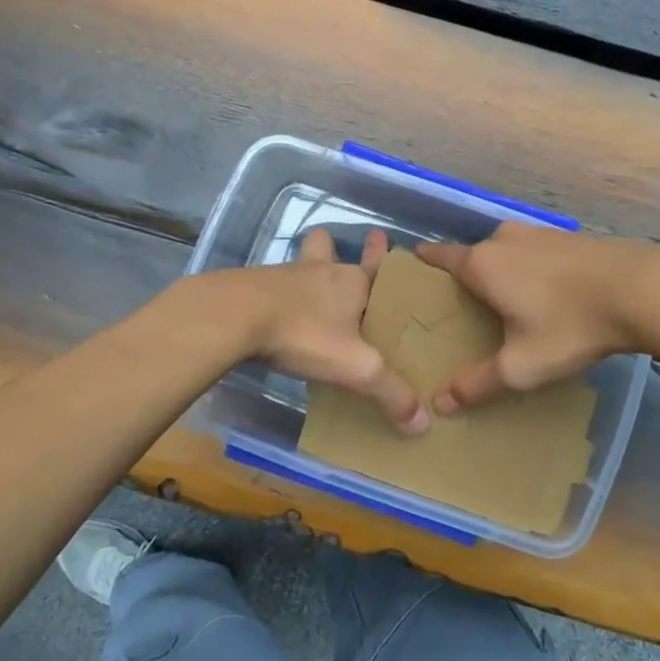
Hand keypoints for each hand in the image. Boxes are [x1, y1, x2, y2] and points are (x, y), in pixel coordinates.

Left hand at [243, 227, 427, 433]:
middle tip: (334, 248)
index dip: (380, 253)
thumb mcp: (355, 368)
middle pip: (327, 247)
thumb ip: (390, 393)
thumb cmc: (305, 333)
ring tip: (305, 285)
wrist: (235, 316)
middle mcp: (321, 272)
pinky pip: (273, 285)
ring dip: (305, 270)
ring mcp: (284, 276)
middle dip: (333, 246)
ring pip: (300, 264)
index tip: (382, 237)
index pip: (375, 265)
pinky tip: (275, 313)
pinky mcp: (254, 288)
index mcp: (352, 282)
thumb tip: (423, 423)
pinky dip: (278, 294)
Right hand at [414, 224, 659, 412]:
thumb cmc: (569, 325)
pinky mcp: (568, 236)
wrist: (641, 289)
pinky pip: (534, 251)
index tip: (414, 268)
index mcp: (482, 264)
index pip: (440, 256)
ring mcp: (538, 233)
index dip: (425, 261)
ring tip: (504, 299)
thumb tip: (440, 403)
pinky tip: (544, 291)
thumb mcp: (521, 366)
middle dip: (465, 275)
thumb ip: (478, 384)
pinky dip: (529, 267)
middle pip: (473, 255)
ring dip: (501, 269)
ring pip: (506, 250)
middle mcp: (504, 239)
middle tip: (463, 305)